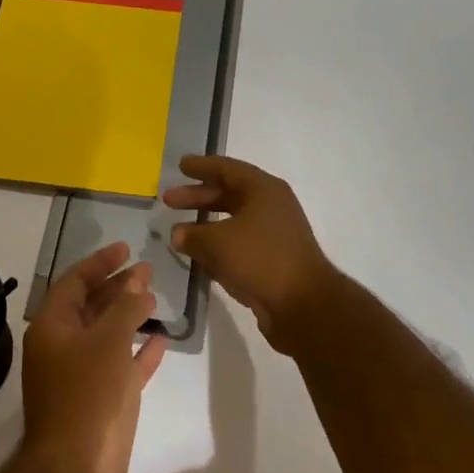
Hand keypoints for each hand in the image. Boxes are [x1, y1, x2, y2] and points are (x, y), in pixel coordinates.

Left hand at [20, 243, 165, 472]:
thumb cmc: (88, 396)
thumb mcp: (108, 341)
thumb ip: (125, 307)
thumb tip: (138, 284)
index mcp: (51, 328)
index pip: (74, 281)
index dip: (100, 262)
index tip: (127, 248)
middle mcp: (60, 350)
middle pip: (89, 307)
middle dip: (117, 287)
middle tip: (147, 272)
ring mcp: (79, 379)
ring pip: (105, 337)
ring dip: (129, 317)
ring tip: (155, 299)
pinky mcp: (99, 406)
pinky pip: (119, 368)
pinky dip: (137, 353)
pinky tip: (160, 342)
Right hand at [163, 155, 339, 352]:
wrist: (304, 306)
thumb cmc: (260, 259)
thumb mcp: (217, 243)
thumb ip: (192, 235)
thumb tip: (178, 234)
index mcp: (263, 189)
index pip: (226, 168)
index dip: (201, 166)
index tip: (180, 166)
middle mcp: (272, 206)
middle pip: (228, 194)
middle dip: (198, 197)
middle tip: (169, 200)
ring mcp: (275, 234)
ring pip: (234, 221)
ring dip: (206, 225)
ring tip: (179, 232)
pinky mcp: (274, 260)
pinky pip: (240, 245)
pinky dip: (219, 246)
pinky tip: (199, 257)